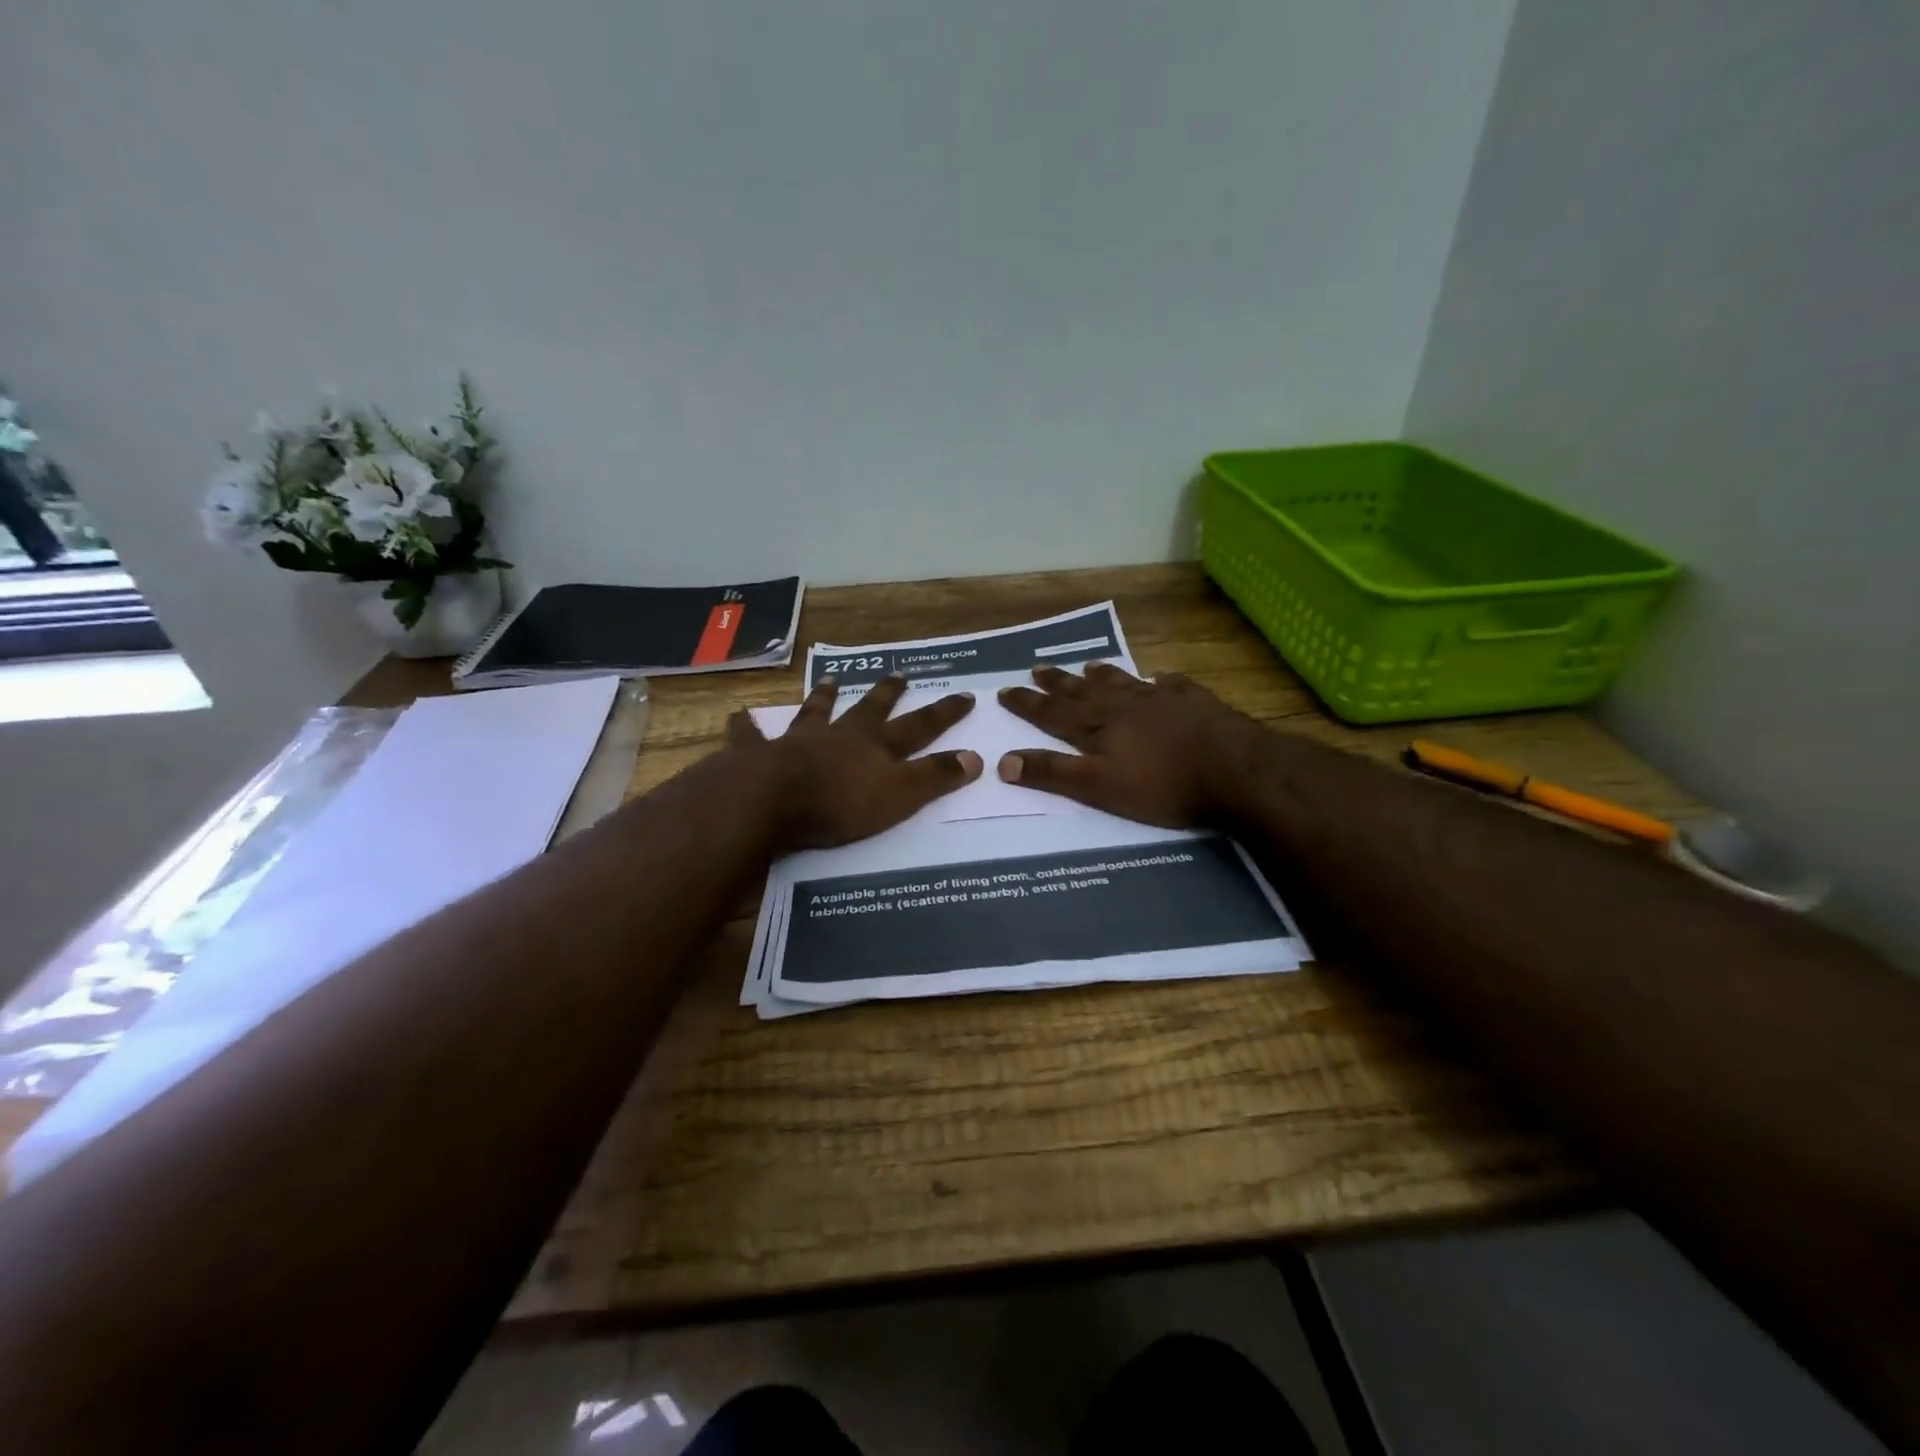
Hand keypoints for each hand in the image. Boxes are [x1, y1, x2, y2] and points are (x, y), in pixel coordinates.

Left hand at [727, 675, 980, 850]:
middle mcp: (840, 735)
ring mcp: (799, 740)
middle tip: (900, 673)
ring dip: (824, 697)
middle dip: (887, 693)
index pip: (919, 726)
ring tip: (829, 680)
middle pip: (869, 709)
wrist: (771, 800)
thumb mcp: (900, 795)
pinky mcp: (761, 754)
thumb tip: (977, 757)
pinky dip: (747, 728)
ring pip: (816, 712)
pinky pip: (753, 737)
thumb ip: (935, 777)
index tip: (965, 695)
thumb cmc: (840, 803)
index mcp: (875, 746)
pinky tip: (738, 717)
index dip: (944, 713)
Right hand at [997, 663, 1256, 827]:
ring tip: (1088, 665)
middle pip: (1083, 692)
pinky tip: (1161, 678)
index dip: (1028, 703)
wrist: (1234, 770)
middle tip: (1037, 667)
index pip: (1053, 712)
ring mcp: (1162, 700)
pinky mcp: (1196, 703)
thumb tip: (1003, 761)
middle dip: (1057, 683)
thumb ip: (1053, 773)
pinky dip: (1160, 681)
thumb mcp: (1098, 786)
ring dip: (1103, 675)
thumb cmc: (1162, 785)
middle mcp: (1124, 706)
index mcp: (1098, 727)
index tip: (1005, 690)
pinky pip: (1172, 686)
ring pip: (1123, 683)